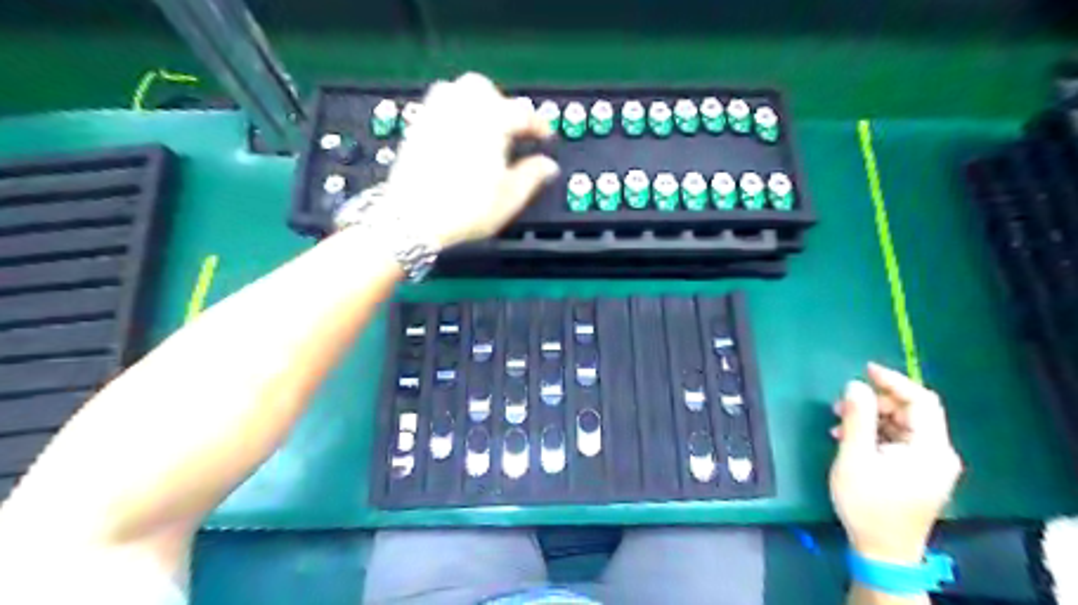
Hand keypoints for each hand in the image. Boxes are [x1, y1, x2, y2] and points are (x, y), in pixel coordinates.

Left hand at [382, 72, 558, 249]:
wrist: (413, 219)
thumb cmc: (463, 209)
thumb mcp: (509, 198)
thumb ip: (532, 176)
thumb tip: (547, 166)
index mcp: (490, 122)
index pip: (522, 112)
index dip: (538, 124)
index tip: (544, 136)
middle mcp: (461, 110)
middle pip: (485, 89)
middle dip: (502, 104)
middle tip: (512, 129)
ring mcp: (435, 116)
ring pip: (457, 90)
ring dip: (476, 103)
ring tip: (485, 128)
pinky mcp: (417, 128)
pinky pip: (438, 106)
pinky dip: (453, 114)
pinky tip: (459, 138)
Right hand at [827, 365, 964, 565]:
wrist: (883, 553)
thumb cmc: (868, 505)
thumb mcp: (855, 458)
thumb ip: (857, 419)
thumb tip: (855, 385)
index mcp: (930, 449)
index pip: (921, 401)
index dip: (894, 381)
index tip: (865, 369)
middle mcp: (938, 454)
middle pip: (912, 412)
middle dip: (876, 402)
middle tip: (842, 403)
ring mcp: (930, 465)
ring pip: (903, 426)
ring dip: (872, 418)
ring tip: (839, 422)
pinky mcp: (918, 474)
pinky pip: (899, 441)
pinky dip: (876, 434)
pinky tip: (849, 439)